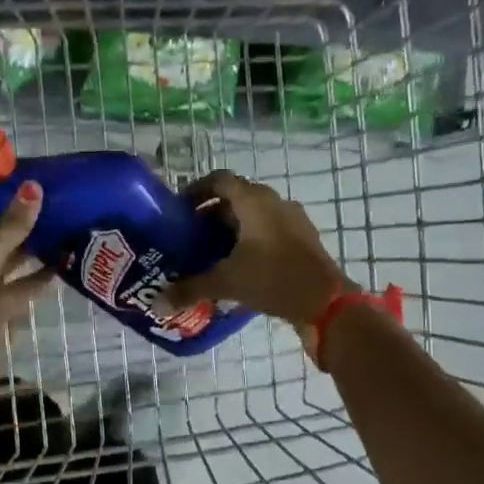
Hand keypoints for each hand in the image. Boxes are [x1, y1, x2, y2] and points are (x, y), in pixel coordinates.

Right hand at [158, 171, 349, 329]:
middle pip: (235, 199)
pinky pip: (269, 232)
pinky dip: (250, 243)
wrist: (327, 303)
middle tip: (189, 238)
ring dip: (231, 230)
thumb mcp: (226, 282)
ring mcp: (293, 220)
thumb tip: (156, 303)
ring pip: (253, 217)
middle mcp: (274, 203)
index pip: (219, 180)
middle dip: (210, 216)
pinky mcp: (303, 240)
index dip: (196, 191)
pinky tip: (238, 268)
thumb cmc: (273, 279)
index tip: (178, 210)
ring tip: (210, 255)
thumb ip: (190, 288)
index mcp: (254, 201)